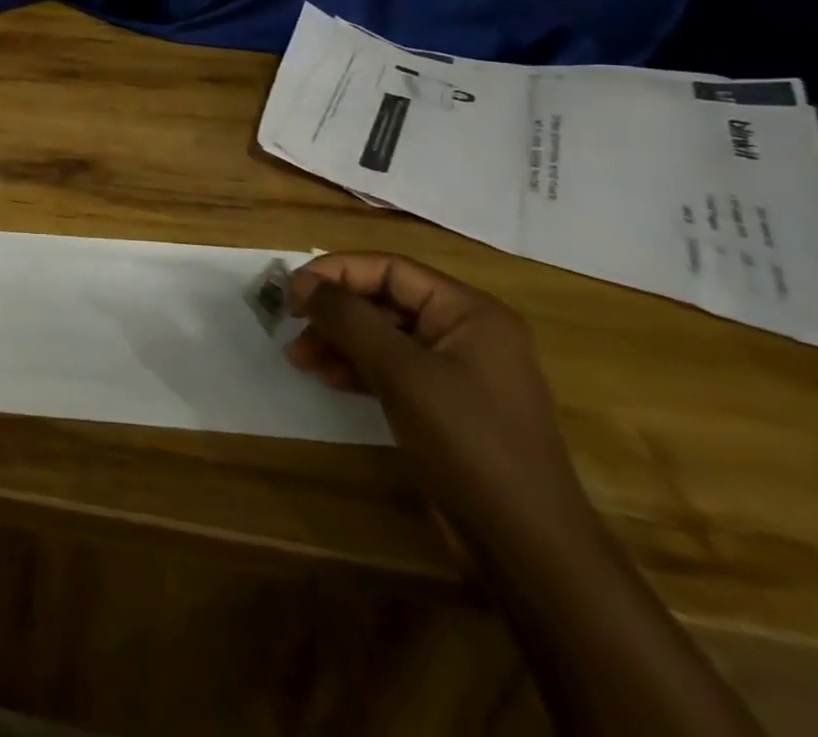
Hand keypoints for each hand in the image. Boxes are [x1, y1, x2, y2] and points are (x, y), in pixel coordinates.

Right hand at [285, 253, 594, 550]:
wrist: (526, 548)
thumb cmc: (468, 444)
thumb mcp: (402, 373)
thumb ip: (349, 319)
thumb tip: (302, 283)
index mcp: (470, 312)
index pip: (390, 269)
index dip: (336, 273)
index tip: (291, 293)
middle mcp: (466, 332)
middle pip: (384, 300)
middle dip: (334, 312)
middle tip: (291, 327)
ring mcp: (457, 370)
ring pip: (383, 335)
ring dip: (339, 341)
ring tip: (300, 358)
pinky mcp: (445, 404)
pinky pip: (392, 368)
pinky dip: (357, 367)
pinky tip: (328, 378)